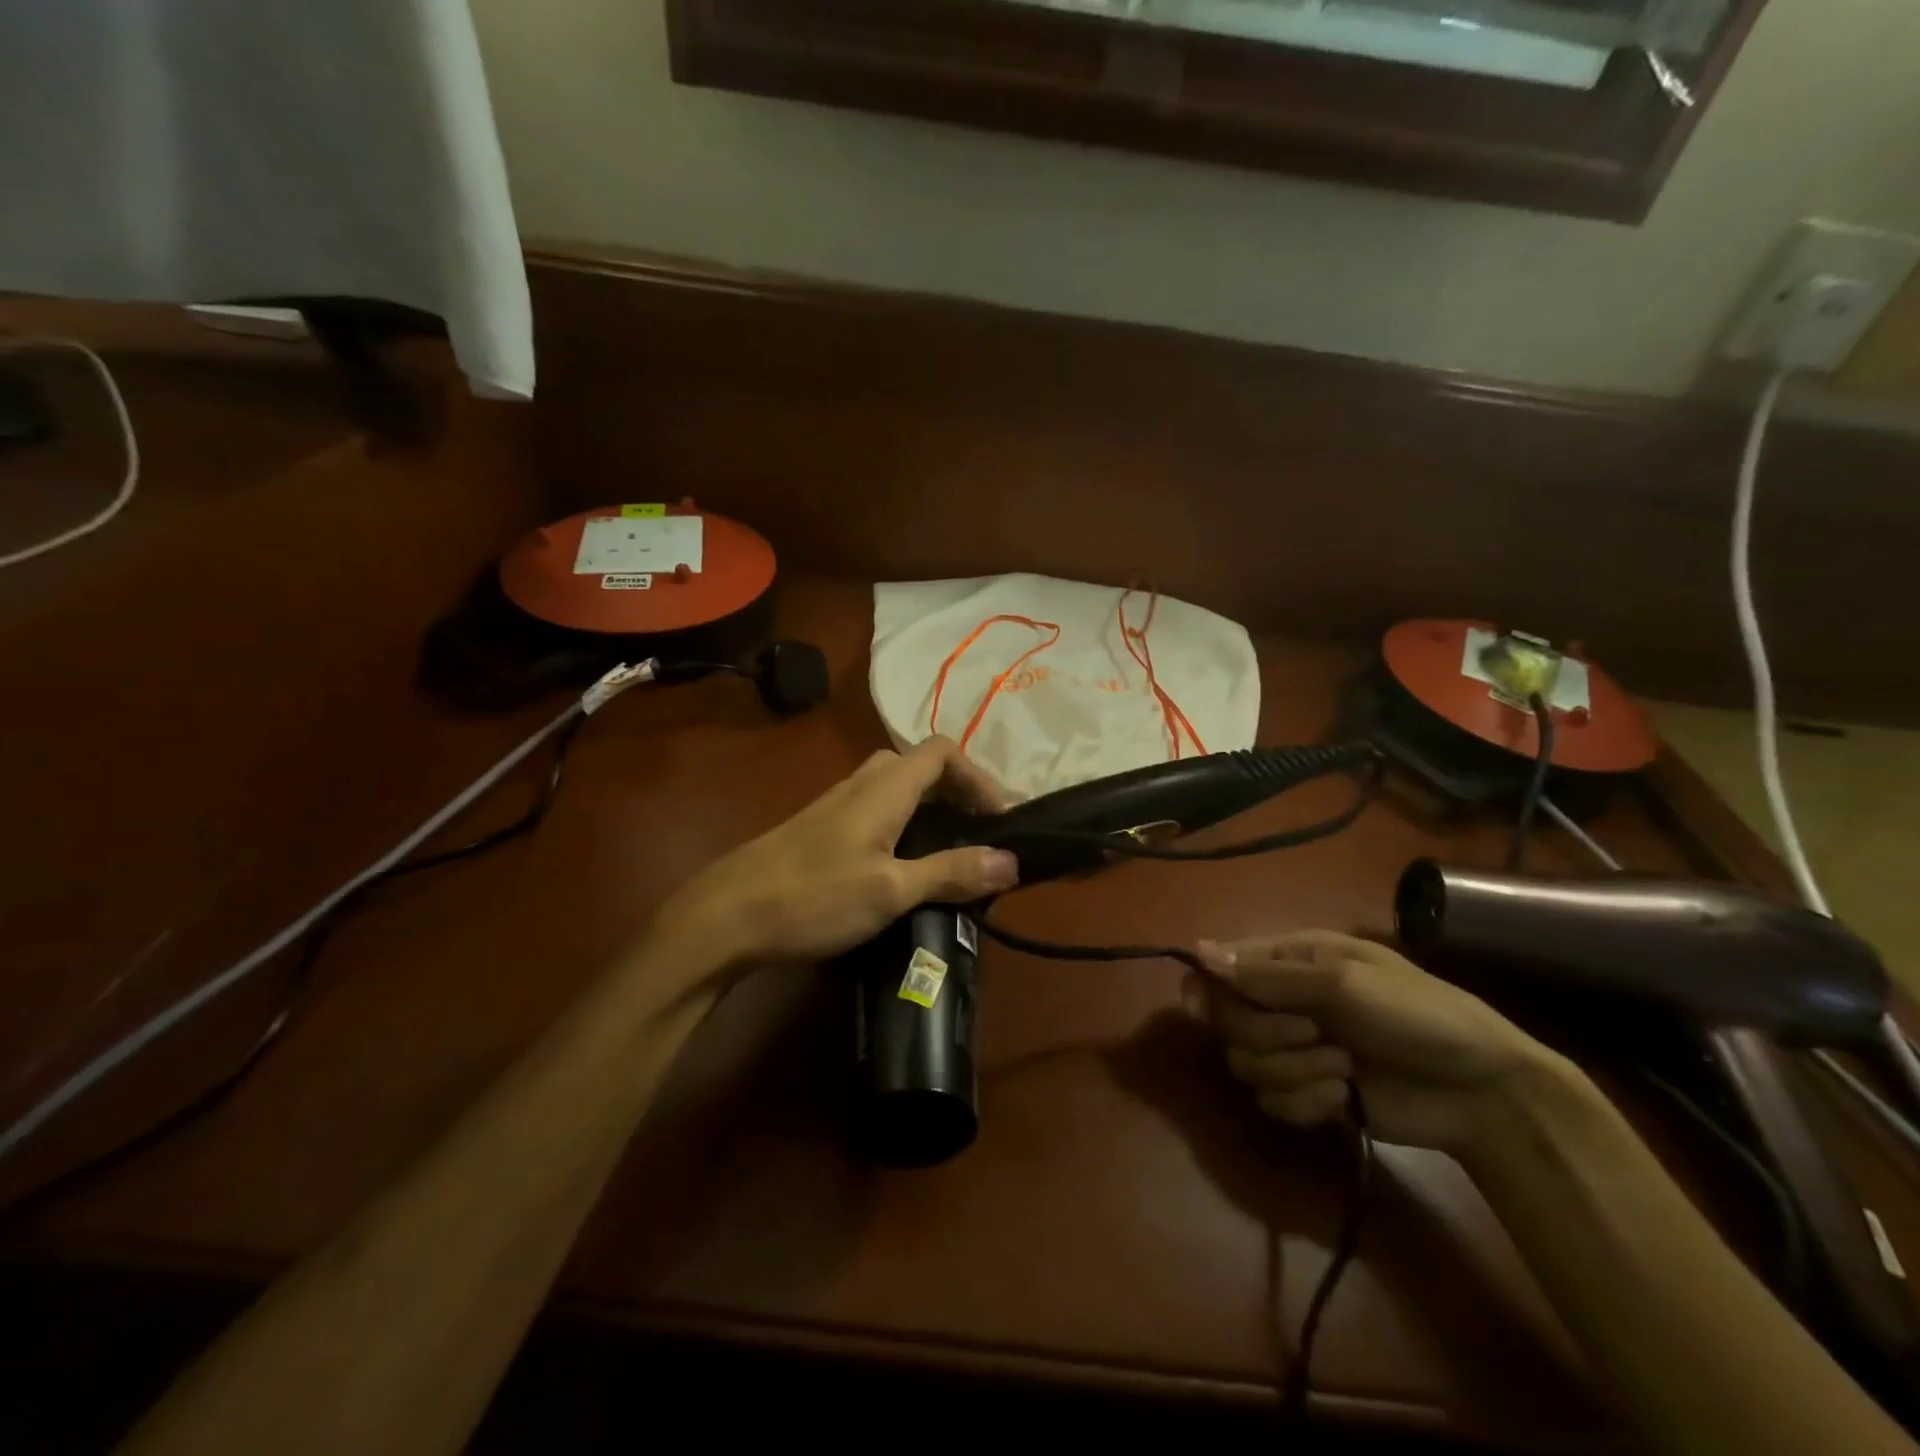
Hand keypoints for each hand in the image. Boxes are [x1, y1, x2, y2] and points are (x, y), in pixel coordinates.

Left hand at [663, 737, 1018, 973]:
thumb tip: (1012, 860)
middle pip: (918, 764)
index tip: (1000, 818)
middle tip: (976, 830)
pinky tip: (902, 865)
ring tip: (948, 850)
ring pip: (895, 787)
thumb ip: (950, 872)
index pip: (941, 752)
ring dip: (929, 807)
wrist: (724, 916)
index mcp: (883, 787)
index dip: (978, 776)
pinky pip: (875, 809)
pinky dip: (903, 824)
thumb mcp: (890, 890)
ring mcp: (836, 806)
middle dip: (955, 789)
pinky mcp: (821, 830)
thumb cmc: (812, 897)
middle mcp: (861, 784)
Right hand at [1188, 930, 1572, 1157]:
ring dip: (1293, 1071)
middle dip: (1268, 1035)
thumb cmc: (1417, 1015)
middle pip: (1227, 1020)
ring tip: (1342, 1070)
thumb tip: (1198, 951)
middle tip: (1313, 1035)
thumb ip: (1268, 976)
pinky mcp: (1309, 1094)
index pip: (1220, 967)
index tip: (1204, 1011)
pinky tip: (1343, 1100)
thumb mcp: (1343, 983)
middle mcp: (1283, 1001)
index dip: (1206, 988)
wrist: (1484, 1092)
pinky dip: (1304, 1103)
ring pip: (1246, 1064)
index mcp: (1289, 960)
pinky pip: (1271, 1102)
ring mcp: (1296, 1049)